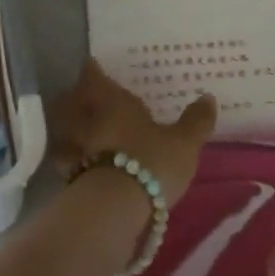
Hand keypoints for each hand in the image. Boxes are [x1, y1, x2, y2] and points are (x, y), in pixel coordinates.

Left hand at [48, 60, 216, 204]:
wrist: (114, 211)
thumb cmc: (151, 163)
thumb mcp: (184, 143)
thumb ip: (195, 121)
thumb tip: (208, 97)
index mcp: (113, 102)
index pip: (95, 76)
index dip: (93, 70)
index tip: (93, 65)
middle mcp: (88, 120)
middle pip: (72, 102)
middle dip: (76, 99)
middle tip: (85, 98)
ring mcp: (75, 151)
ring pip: (66, 132)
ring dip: (71, 131)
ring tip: (82, 134)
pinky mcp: (69, 181)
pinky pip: (68, 163)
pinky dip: (73, 163)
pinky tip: (83, 169)